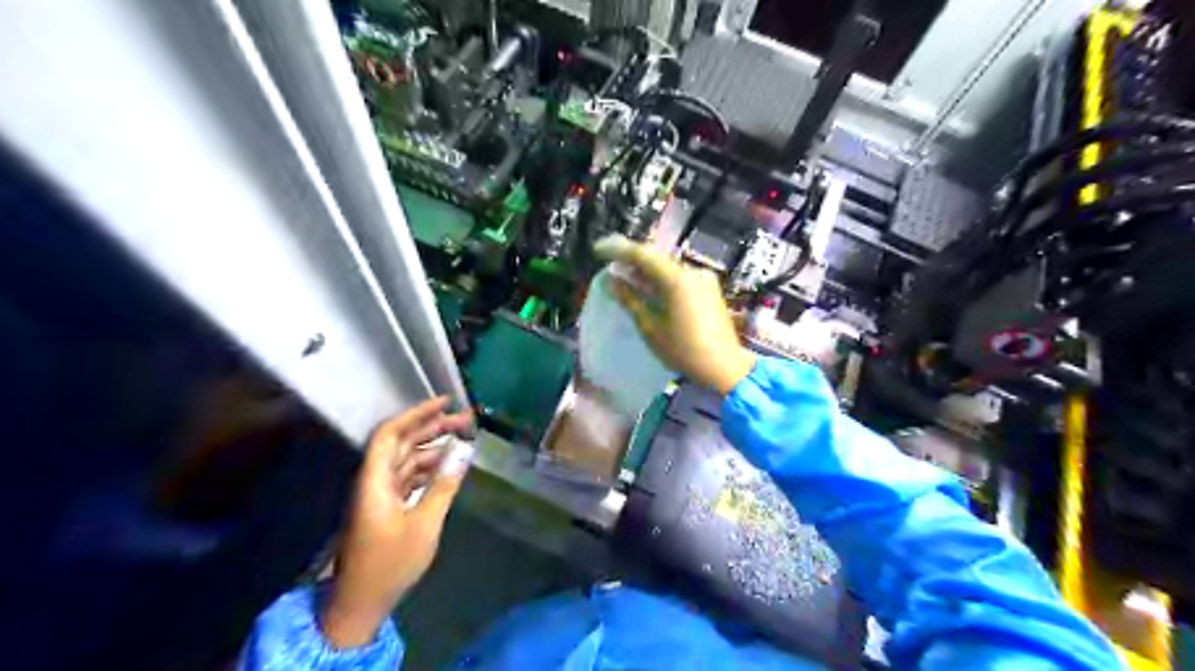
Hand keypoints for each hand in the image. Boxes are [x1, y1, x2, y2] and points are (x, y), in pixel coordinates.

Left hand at [325, 396, 476, 647]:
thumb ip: (444, 485)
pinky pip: (409, 476)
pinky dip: (429, 467)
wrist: (361, 602)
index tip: (445, 403)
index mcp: (374, 481)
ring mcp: (380, 493)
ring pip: (407, 459)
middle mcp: (374, 481)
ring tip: (462, 439)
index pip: (391, 434)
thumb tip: (464, 452)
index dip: (416, 414)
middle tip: (464, 419)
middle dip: (432, 427)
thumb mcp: (425, 524)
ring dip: (433, 447)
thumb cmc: (391, 563)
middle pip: (401, 443)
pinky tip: (449, 464)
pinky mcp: (387, 506)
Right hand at [598, 232, 755, 395]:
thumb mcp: (651, 328)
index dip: (618, 250)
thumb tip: (612, 280)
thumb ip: (631, 300)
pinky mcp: (708, 288)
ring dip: (645, 269)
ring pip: (667, 267)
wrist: (725, 367)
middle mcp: (693, 272)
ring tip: (622, 274)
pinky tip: (645, 286)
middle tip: (608, 261)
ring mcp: (703, 279)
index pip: (643, 255)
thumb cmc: (685, 351)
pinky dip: (659, 279)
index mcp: (678, 280)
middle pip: (656, 258)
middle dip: (631, 259)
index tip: (598, 250)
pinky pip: (678, 276)